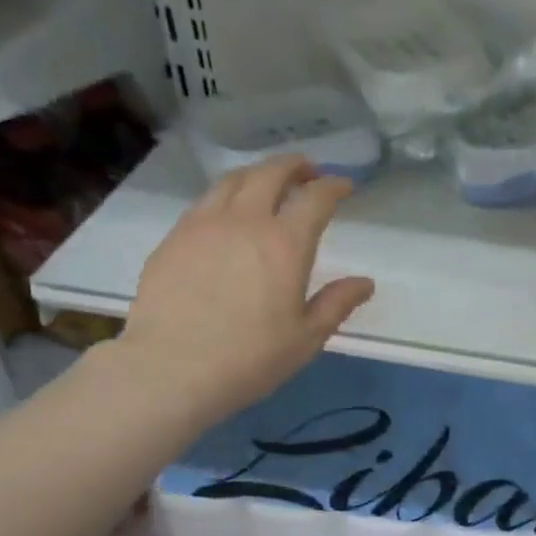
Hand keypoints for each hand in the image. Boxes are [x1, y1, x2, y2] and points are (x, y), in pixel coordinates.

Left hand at [115, 155, 373, 420]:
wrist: (171, 369)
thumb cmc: (249, 359)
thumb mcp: (306, 338)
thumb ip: (337, 304)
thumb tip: (364, 283)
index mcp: (285, 243)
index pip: (315, 198)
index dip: (333, 186)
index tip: (344, 186)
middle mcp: (244, 221)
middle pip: (270, 173)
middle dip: (294, 166)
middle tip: (307, 171)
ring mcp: (203, 224)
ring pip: (233, 180)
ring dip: (257, 173)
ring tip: (267, 182)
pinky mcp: (173, 238)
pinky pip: (205, 202)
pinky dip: (226, 196)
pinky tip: (227, 214)